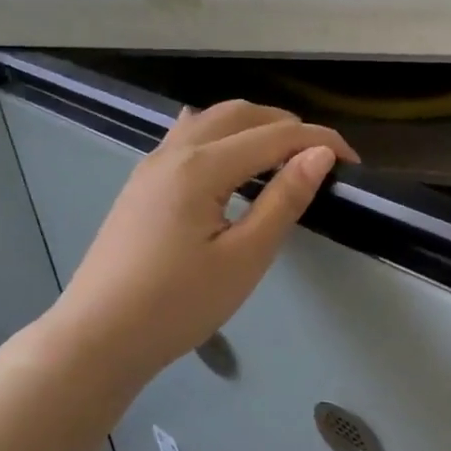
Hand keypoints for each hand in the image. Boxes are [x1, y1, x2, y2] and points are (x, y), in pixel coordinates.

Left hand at [50, 100, 357, 385]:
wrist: (98, 336)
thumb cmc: (177, 305)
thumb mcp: (243, 258)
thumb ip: (283, 200)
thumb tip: (320, 155)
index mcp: (201, 166)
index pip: (275, 135)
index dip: (319, 142)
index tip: (352, 162)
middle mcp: (174, 151)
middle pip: (241, 114)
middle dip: (288, 126)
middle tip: (320, 159)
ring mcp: (152, 164)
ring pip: (211, 120)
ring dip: (253, 125)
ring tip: (281, 156)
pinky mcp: (141, 182)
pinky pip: (187, 136)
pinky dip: (221, 135)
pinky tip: (228, 160)